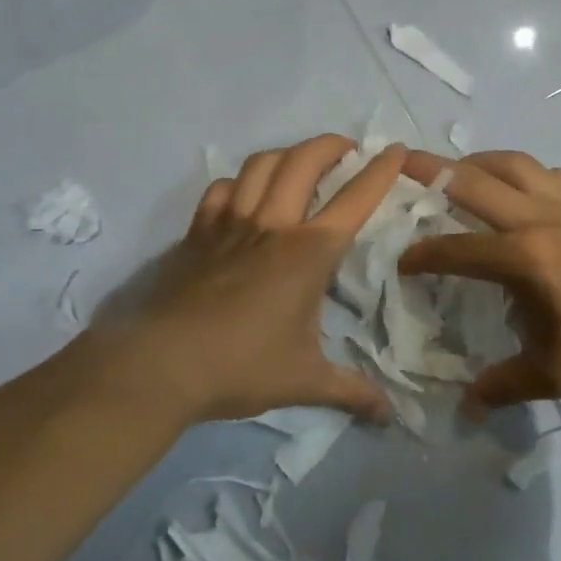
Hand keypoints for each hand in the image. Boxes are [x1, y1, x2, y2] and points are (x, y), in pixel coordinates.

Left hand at [92, 135, 406, 424]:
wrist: (165, 363)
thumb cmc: (243, 366)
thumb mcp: (305, 381)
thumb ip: (351, 391)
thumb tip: (390, 416)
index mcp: (309, 252)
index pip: (354, 198)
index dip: (380, 170)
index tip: (395, 149)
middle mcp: (273, 225)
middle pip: (304, 162)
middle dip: (330, 145)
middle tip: (346, 147)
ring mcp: (231, 223)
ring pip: (260, 165)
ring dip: (286, 153)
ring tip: (299, 161)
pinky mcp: (198, 232)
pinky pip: (220, 190)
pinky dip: (237, 182)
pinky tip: (243, 193)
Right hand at [399, 150, 560, 411]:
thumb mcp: (559, 374)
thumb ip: (507, 385)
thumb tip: (468, 407)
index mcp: (527, 258)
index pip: (458, 249)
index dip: (424, 255)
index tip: (403, 263)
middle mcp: (541, 218)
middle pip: (475, 181)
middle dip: (431, 169)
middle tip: (401, 161)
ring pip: (513, 163)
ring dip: (477, 161)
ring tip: (457, 171)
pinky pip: (549, 173)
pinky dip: (523, 172)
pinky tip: (519, 189)